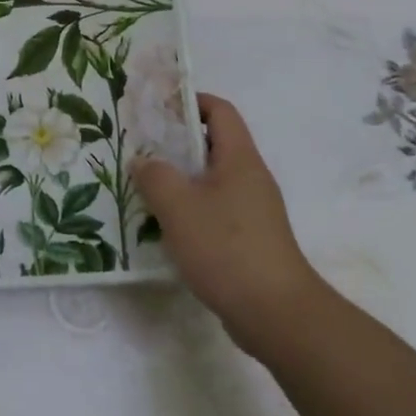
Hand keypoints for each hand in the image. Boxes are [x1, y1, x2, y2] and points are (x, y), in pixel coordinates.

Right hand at [134, 94, 318, 358]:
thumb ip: (155, 176)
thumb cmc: (226, 248)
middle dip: (175, 144)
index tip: (155, 110)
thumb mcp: (179, 206)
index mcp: (240, 159)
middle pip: (213, 145)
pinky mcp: (249, 240)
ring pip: (211, 181)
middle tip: (139, 150)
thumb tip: (144, 161)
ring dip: (179, 180)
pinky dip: (190, 210)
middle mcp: (250, 178)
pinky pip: (215, 210)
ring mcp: (253, 211)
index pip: (220, 111)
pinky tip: (165, 227)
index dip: (189, 101)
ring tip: (144, 188)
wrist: (276, 314)